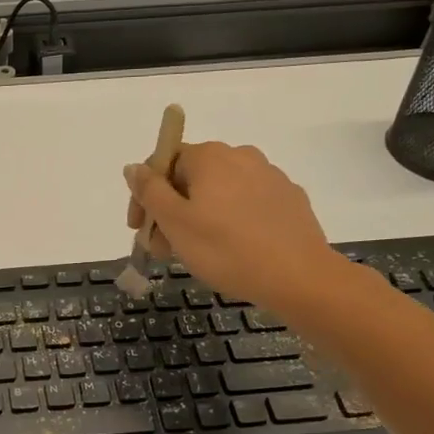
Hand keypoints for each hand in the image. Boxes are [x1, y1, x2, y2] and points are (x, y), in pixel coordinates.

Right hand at [124, 141, 351, 315]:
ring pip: (219, 192)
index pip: (162, 162)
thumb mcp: (175, 223)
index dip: (144, 195)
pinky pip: (246, 204)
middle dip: (171, 210)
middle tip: (164, 249)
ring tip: (196, 252)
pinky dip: (230, 220)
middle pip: (191, 177)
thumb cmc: (226, 249)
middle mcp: (240, 155)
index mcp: (209, 157)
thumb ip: (150, 191)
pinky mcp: (289, 199)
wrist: (299, 277)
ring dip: (199, 216)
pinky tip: (231, 248)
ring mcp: (269, 176)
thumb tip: (134, 167)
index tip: (140, 230)